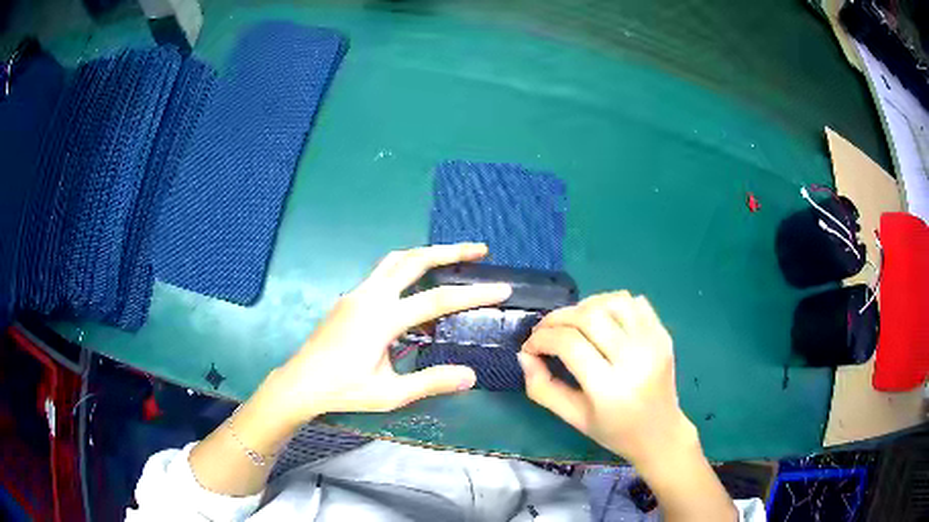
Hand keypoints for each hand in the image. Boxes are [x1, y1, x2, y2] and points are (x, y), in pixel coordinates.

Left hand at [261, 243, 511, 427]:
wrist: (300, 383)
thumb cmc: (344, 390)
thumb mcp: (390, 394)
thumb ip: (430, 382)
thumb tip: (470, 375)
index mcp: (382, 319)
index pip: (437, 301)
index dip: (472, 294)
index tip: (501, 288)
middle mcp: (370, 296)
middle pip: (414, 261)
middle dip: (449, 251)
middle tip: (479, 249)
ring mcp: (356, 293)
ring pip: (395, 261)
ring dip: (425, 254)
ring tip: (451, 256)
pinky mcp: (349, 298)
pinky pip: (382, 274)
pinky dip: (406, 270)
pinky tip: (415, 287)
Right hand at [518, 291, 696, 466]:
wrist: (660, 433)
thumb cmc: (613, 431)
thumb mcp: (573, 418)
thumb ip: (542, 388)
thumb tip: (524, 355)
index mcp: (609, 389)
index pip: (569, 344)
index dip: (542, 338)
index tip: (530, 347)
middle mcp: (635, 360)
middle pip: (589, 316)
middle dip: (558, 318)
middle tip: (545, 331)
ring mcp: (653, 343)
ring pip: (612, 301)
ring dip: (585, 306)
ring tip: (573, 323)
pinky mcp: (663, 334)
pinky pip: (634, 302)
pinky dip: (611, 303)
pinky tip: (602, 321)